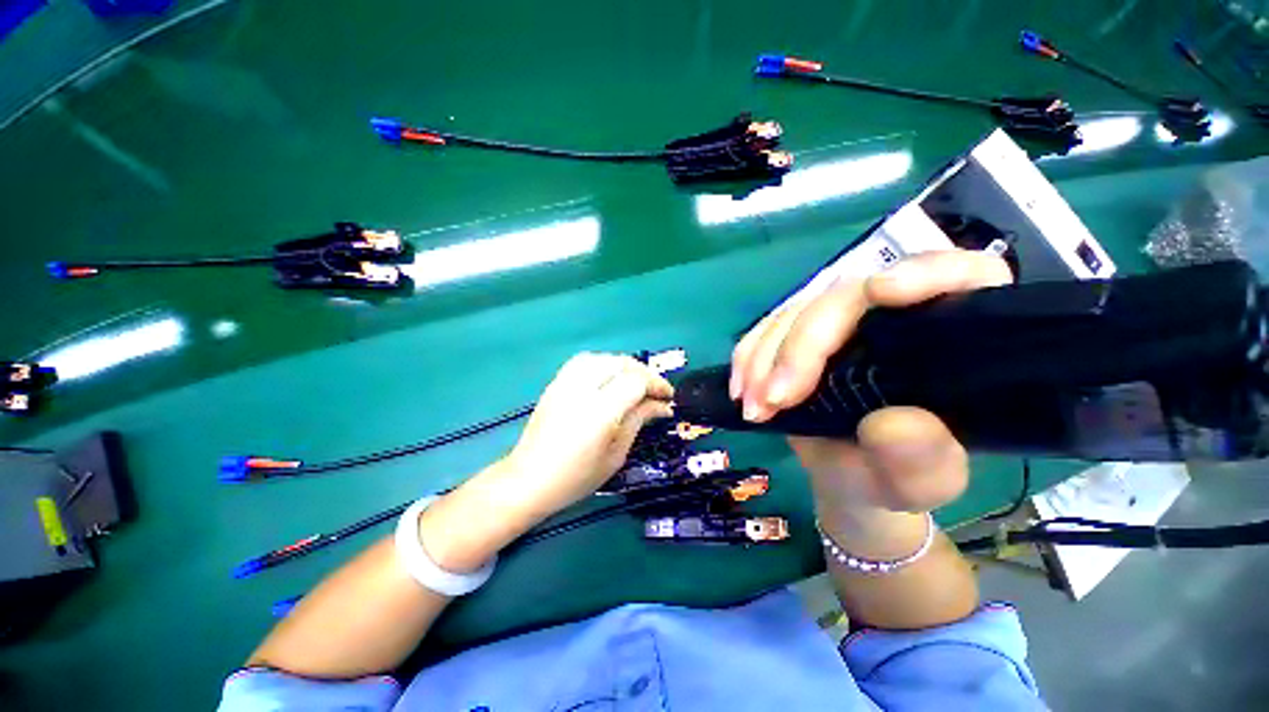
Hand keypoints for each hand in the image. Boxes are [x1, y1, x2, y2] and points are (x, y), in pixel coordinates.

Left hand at [505, 353, 674, 519]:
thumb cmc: (577, 477)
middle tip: (654, 392)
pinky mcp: (555, 384)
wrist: (529, 480)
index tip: (668, 398)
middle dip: (644, 373)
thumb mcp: (616, 454)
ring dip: (624, 366)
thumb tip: (662, 406)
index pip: (636, 381)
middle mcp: (582, 390)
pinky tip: (608, 379)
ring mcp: (565, 383)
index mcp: (600, 412)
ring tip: (634, 384)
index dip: (656, 385)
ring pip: (603, 358)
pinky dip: (603, 364)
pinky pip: (584, 361)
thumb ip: (638, 421)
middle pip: (621, 363)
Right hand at [730, 250, 1012, 514]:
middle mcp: (896, 316)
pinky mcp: (800, 335)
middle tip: (774, 399)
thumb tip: (891, 423)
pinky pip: (767, 329)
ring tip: (752, 407)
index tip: (882, 292)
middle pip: (847, 297)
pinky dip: (748, 356)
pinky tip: (741, 388)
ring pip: (796, 312)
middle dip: (803, 345)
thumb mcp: (921, 483)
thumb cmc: (897, 479)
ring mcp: (841, 322)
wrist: (850, 480)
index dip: (926, 271)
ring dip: (764, 357)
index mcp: (955, 338)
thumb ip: (922, 461)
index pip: (962, 277)